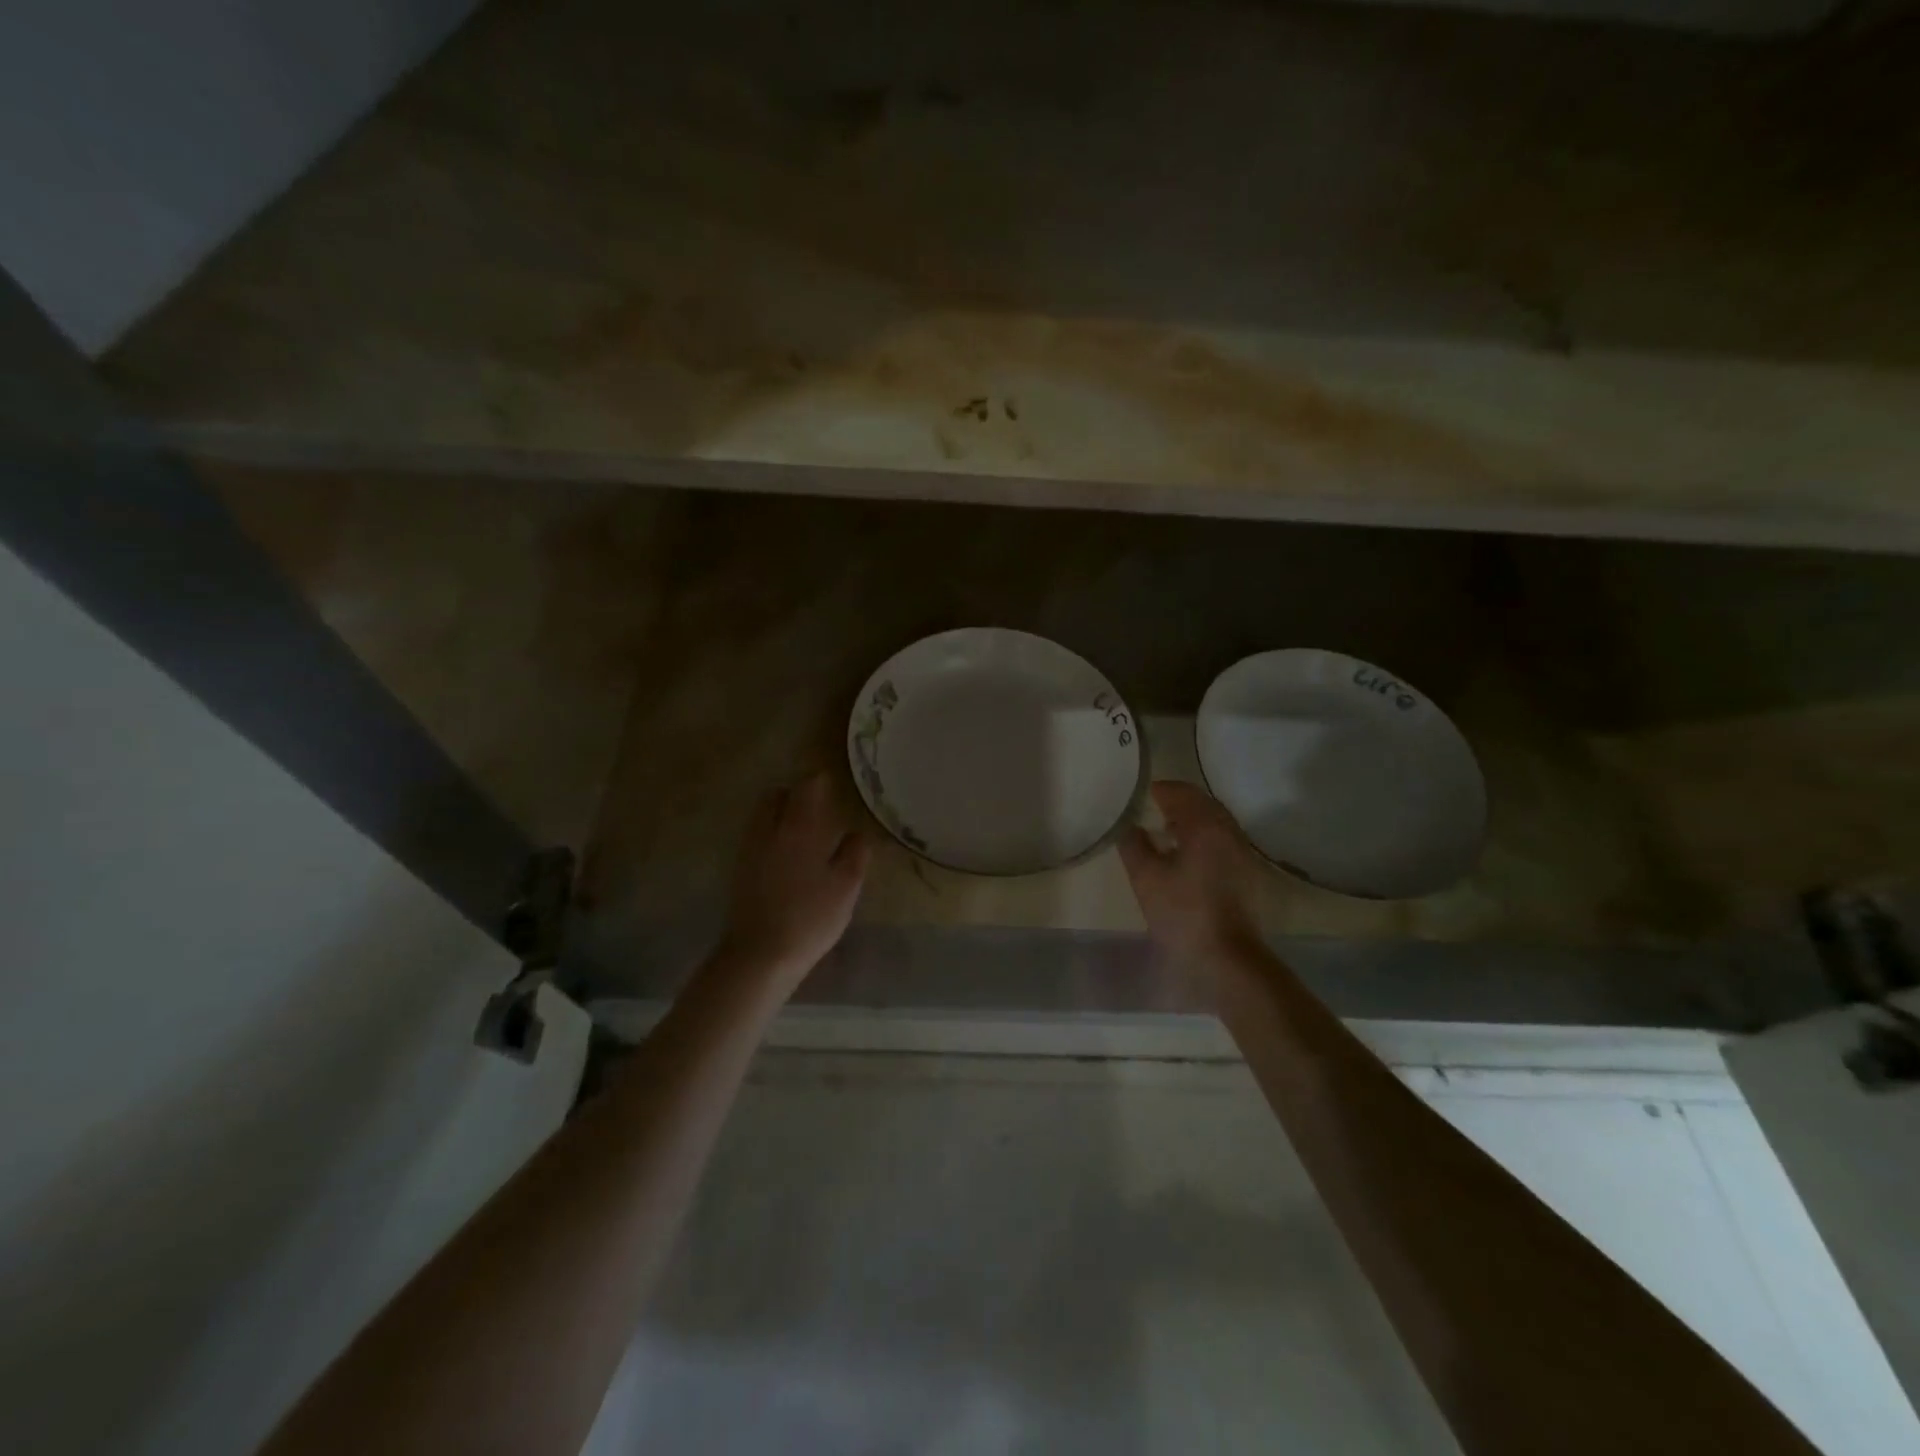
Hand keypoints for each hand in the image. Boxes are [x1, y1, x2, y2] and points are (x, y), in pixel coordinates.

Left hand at [716, 772, 869, 986]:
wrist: (760, 954)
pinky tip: (786, 854)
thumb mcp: (846, 886)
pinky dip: (770, 833)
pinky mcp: (740, 870)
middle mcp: (769, 830)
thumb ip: (854, 853)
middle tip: (814, 804)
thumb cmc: (810, 916)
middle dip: (793, 793)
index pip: (807, 788)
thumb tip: (857, 833)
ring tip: (802, 828)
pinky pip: (756, 836)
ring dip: (779, 812)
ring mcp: (750, 850)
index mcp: (799, 828)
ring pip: (762, 815)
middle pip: (775, 795)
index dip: (819, 781)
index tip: (831, 783)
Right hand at [1117, 781, 1262, 969]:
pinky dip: (1202, 835)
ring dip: (1190, 818)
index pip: (1181, 792)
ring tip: (1165, 830)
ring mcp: (1241, 851)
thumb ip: (1134, 845)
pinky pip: (1221, 838)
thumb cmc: (1183, 913)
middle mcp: (1228, 830)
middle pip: (1202, 802)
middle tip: (1150, 809)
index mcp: (1204, 825)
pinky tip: (1185, 854)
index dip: (1159, 790)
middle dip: (1176, 801)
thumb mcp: (1146, 878)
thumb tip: (1129, 826)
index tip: (1139, 795)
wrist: (1227, 957)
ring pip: (1214, 821)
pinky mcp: (1245, 871)